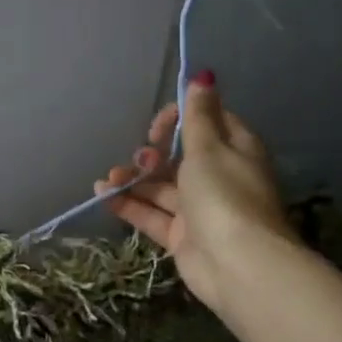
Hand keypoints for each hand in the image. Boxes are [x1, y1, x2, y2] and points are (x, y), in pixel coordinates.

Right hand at [94, 74, 298, 314]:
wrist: (238, 265)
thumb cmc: (225, 196)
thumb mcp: (208, 148)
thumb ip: (198, 116)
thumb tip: (203, 77)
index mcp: (235, 149)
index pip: (207, 121)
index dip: (179, 117)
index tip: (158, 126)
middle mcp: (219, 176)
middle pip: (180, 156)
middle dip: (153, 152)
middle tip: (141, 155)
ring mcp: (200, 209)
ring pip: (162, 187)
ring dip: (134, 178)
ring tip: (109, 178)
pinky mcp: (183, 236)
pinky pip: (153, 214)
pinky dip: (130, 204)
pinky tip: (104, 195)